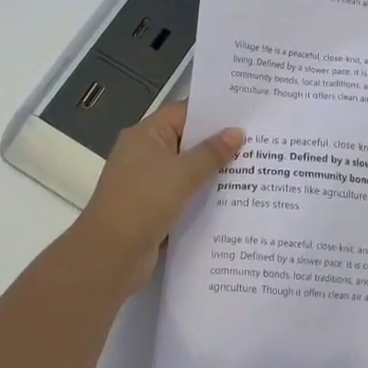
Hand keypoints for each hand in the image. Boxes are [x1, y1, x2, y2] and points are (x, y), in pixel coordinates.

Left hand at [74, 100, 242, 294]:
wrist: (110, 256)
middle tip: (257, 140)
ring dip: (213, 171)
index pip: (183, 112)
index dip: (213, 112)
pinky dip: (203, 195)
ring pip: (187, 170)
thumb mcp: (182, 173)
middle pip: (187, 140)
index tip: (245, 113)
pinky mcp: (152, 208)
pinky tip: (232, 198)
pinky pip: (183, 194)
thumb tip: (237, 132)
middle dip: (218, 142)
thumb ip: (212, 152)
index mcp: (145, 135)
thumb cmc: (144, 202)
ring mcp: (147, 182)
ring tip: (253, 167)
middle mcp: (144, 153)